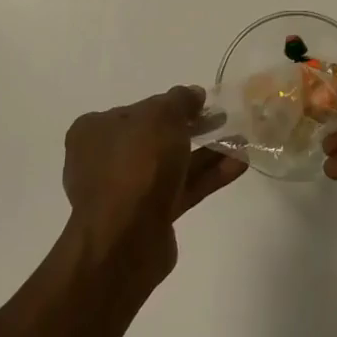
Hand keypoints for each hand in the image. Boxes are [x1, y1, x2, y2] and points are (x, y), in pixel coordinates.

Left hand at [62, 86, 245, 279]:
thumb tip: (193, 95)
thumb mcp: (161, 116)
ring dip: (207, 152)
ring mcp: (127, 191)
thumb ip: (180, 100)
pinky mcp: (149, 217)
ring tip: (241, 140)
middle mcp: (106, 159)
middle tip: (223, 118)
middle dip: (193, 128)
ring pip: (172, 164)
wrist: (124, 241)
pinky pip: (181, 188)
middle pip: (157, 137)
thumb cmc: (136, 164)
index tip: (200, 102)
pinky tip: (239, 164)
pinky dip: (207, 176)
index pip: (139, 109)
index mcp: (95, 130)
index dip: (171, 104)